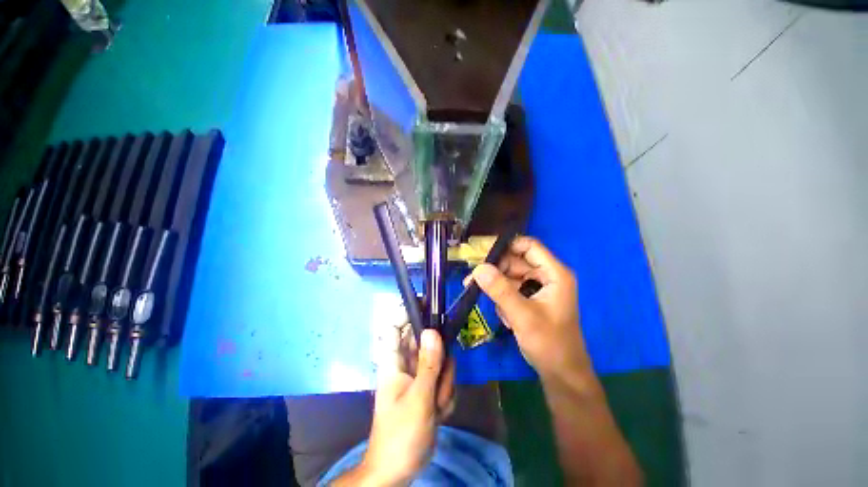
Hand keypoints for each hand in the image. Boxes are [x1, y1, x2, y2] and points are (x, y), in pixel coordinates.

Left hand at [361, 329, 454, 485]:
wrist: (399, 471)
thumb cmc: (401, 434)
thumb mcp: (418, 398)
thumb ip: (428, 364)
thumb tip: (432, 330)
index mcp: (394, 361)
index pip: (397, 326)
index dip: (410, 314)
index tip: (431, 308)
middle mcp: (407, 364)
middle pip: (428, 344)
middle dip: (440, 363)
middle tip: (440, 384)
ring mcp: (419, 376)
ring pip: (441, 363)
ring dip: (444, 385)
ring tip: (436, 406)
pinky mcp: (429, 388)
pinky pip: (445, 380)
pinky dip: (445, 396)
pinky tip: (439, 413)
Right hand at [470, 236, 590, 381]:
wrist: (561, 374)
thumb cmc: (549, 344)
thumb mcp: (522, 316)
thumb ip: (500, 290)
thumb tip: (478, 268)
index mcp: (554, 273)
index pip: (528, 246)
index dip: (506, 246)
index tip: (482, 255)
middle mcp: (546, 275)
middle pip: (515, 261)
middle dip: (495, 271)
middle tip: (473, 281)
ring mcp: (538, 287)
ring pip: (510, 276)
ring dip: (498, 289)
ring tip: (497, 308)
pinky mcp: (530, 298)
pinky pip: (510, 289)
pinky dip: (503, 299)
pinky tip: (505, 317)